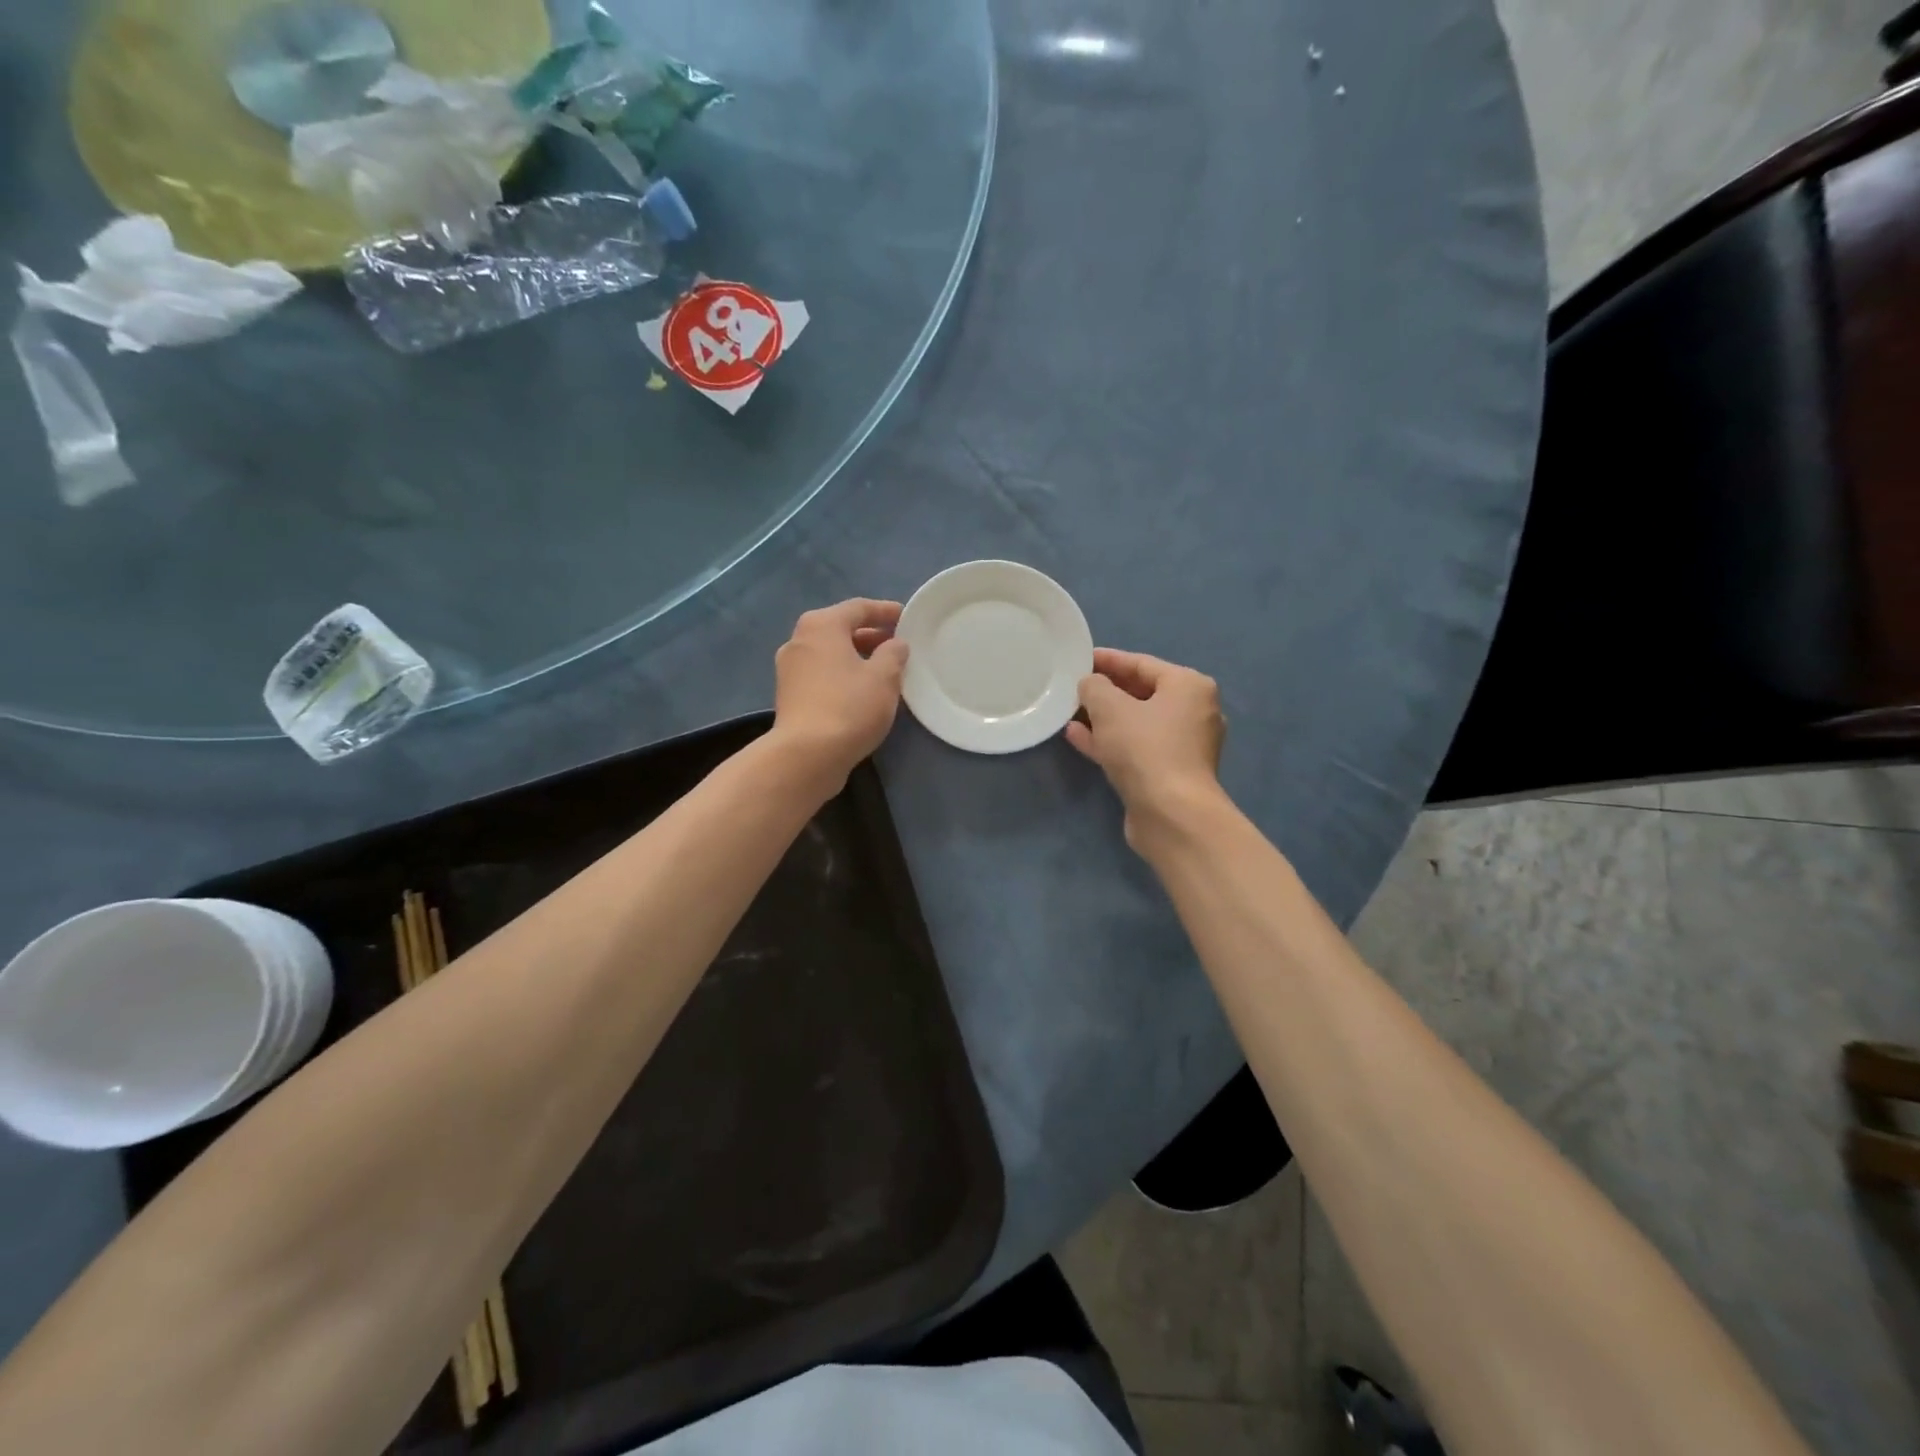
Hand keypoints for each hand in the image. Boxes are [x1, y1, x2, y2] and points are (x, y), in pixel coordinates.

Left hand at [771, 599, 910, 789]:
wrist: (806, 756)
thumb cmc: (849, 707)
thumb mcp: (884, 678)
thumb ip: (894, 653)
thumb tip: (895, 644)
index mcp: (821, 625)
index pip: (859, 608)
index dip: (886, 611)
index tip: (907, 618)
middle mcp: (799, 640)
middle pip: (840, 629)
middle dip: (871, 635)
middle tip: (898, 646)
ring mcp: (790, 669)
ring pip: (830, 653)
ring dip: (856, 658)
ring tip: (884, 670)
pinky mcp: (789, 696)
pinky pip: (822, 674)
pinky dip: (842, 675)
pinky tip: (862, 692)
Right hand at [1067, 648, 1226, 841]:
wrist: (1171, 814)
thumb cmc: (1145, 749)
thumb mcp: (1110, 708)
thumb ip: (1095, 687)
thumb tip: (1090, 684)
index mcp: (1189, 686)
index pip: (1142, 663)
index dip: (1108, 660)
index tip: (1080, 659)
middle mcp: (1193, 712)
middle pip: (1142, 693)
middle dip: (1106, 691)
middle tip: (1073, 687)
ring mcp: (1183, 746)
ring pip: (1136, 723)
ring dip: (1103, 718)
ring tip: (1070, 712)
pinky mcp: (1169, 773)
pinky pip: (1135, 747)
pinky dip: (1109, 741)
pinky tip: (1077, 737)